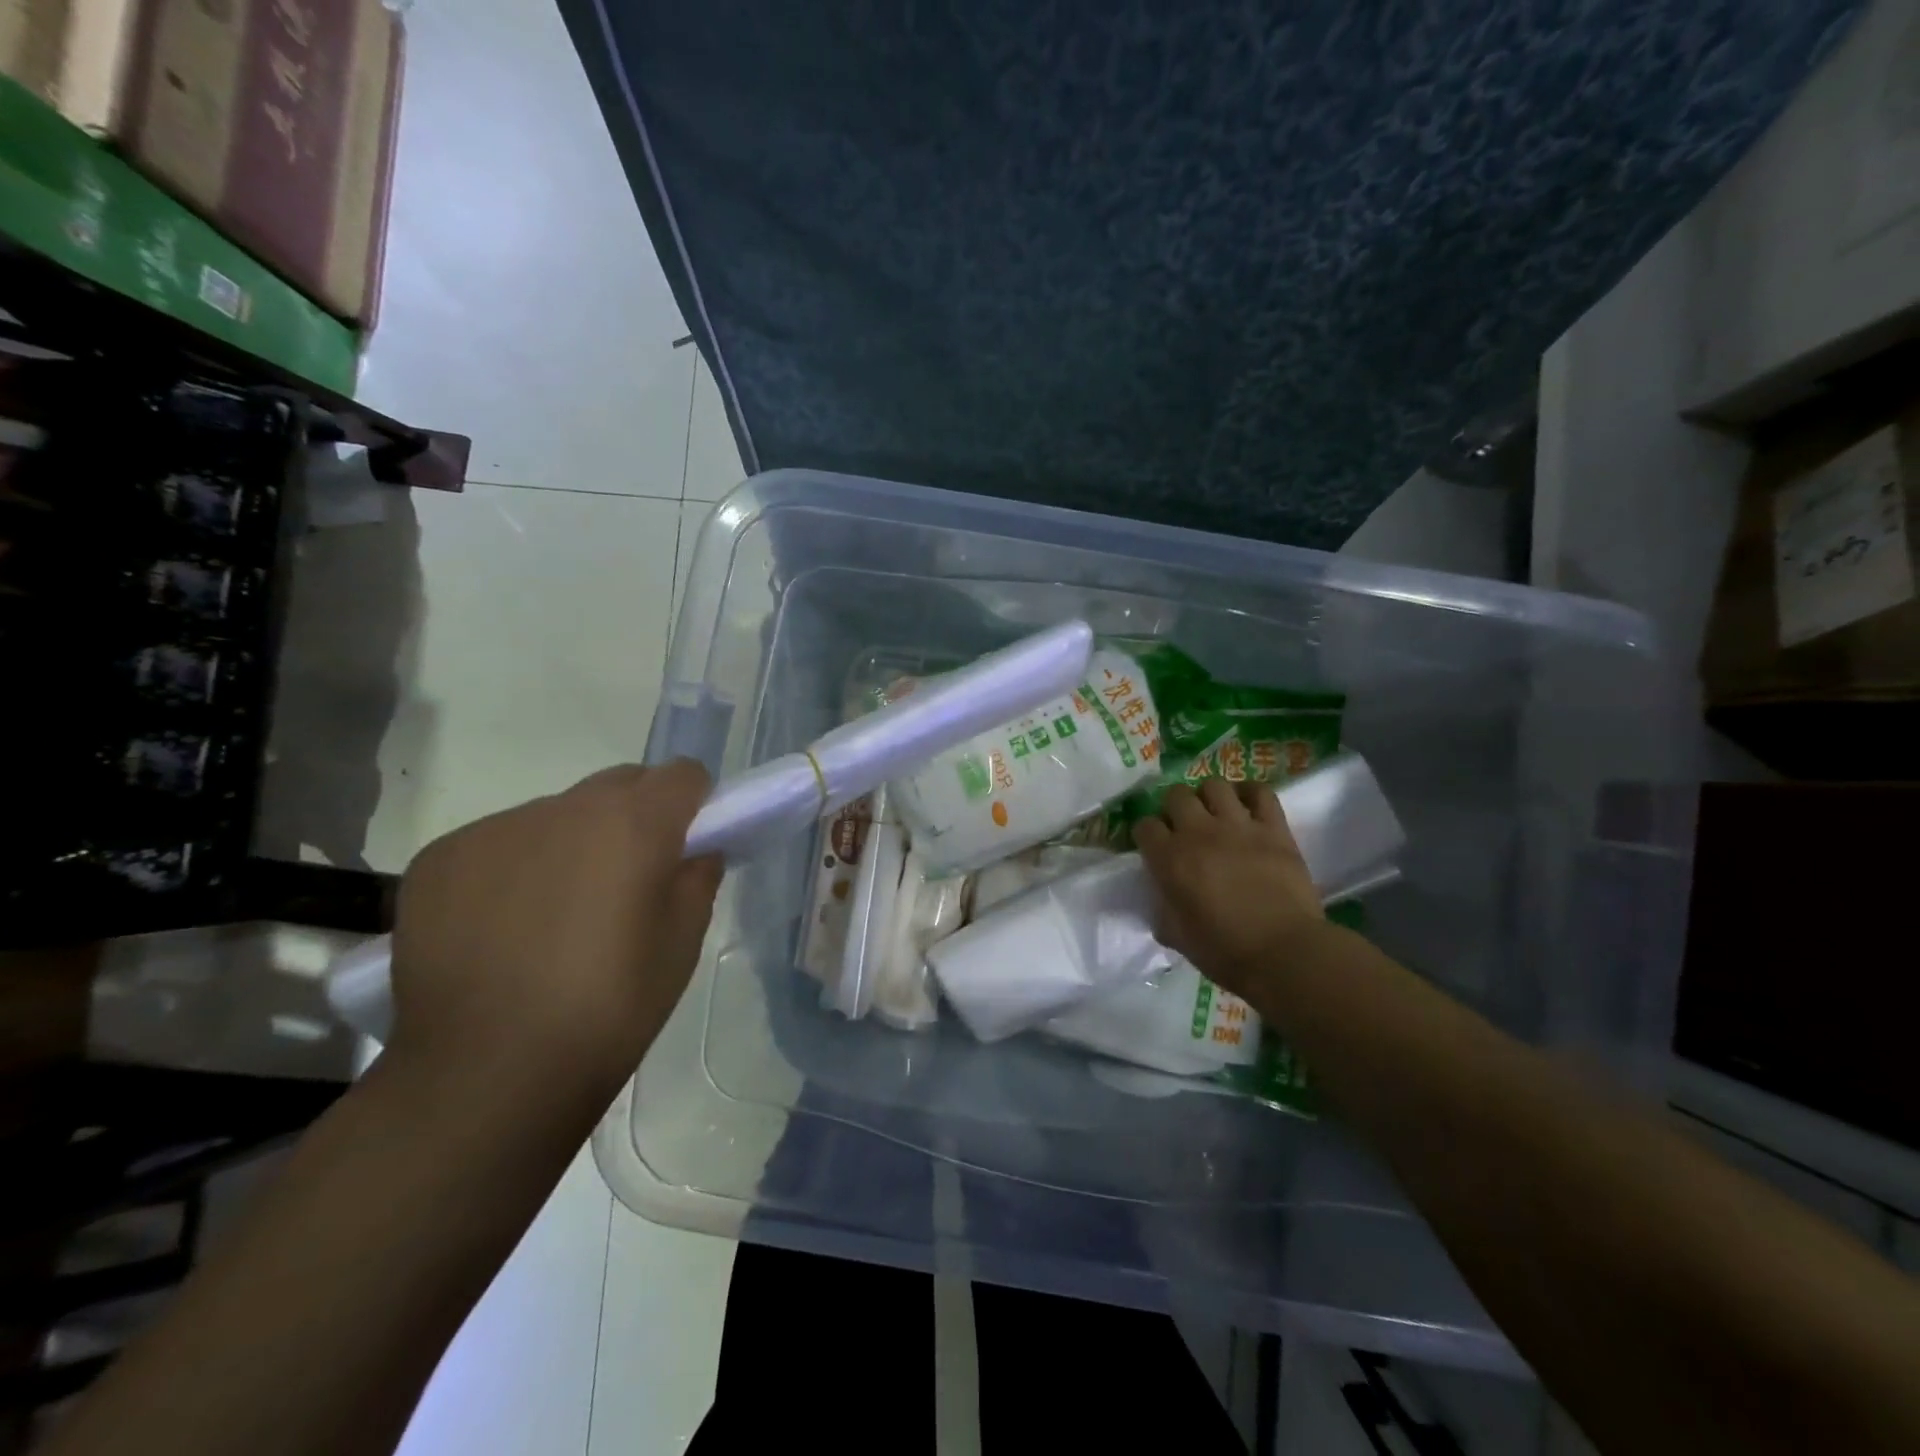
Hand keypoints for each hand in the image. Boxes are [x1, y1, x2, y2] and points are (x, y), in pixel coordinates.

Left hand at [388, 761, 722, 1100]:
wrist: (485, 1074)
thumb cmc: (608, 1007)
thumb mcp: (682, 945)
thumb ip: (698, 880)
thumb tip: (696, 852)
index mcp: (634, 823)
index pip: (682, 774)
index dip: (694, 804)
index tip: (687, 844)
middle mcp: (565, 808)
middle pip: (619, 783)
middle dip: (635, 815)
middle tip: (627, 880)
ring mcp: (496, 828)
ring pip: (556, 814)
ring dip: (572, 843)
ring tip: (555, 914)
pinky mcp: (442, 857)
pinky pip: (499, 842)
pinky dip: (514, 868)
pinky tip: (503, 928)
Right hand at [1134, 778, 1336, 998]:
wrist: (1284, 953)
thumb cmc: (1224, 952)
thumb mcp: (1176, 936)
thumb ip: (1162, 909)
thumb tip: (1163, 897)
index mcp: (1169, 859)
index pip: (1144, 826)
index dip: (1147, 835)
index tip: (1154, 847)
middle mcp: (1199, 832)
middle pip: (1176, 795)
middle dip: (1174, 808)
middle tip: (1184, 827)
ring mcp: (1238, 825)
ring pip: (1214, 785)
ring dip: (1209, 797)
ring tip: (1215, 813)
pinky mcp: (1274, 827)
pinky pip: (1260, 792)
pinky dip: (1250, 793)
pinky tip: (1247, 806)